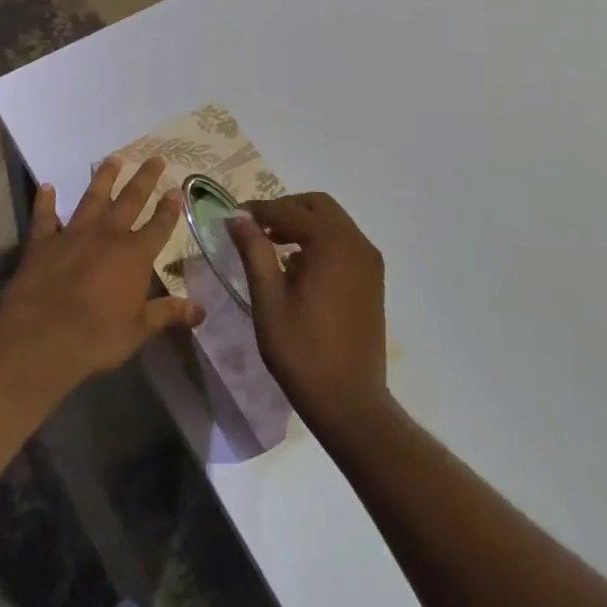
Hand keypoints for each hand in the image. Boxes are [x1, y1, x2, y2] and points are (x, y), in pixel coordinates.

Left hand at [0, 155, 203, 389]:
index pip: (159, 226)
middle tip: (155, 158)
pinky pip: (45, 216)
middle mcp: (107, 235)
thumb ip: (168, 313)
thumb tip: (201, 310)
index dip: (169, 208)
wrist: (42, 335)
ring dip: (103, 178)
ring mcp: (74, 234)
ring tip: (112, 159)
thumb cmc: (97, 335)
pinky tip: (47, 186)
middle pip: (130, 200)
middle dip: (144, 179)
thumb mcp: (140, 329)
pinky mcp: (43, 241)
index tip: (176, 189)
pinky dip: (45, 201)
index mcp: (135, 255)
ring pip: (92, 198)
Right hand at [229, 193, 389, 438]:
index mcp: (332, 244)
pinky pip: (344, 243)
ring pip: (333, 223)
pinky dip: (320, 241)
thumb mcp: (268, 299)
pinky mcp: (373, 280)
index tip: (233, 217)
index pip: (290, 211)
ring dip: (303, 224)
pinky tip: (297, 266)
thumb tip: (238, 218)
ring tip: (271, 245)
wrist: (349, 401)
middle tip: (255, 228)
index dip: (259, 210)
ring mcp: (369, 262)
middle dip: (285, 209)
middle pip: (318, 206)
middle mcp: (357, 244)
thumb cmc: (302, 350)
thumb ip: (254, 251)